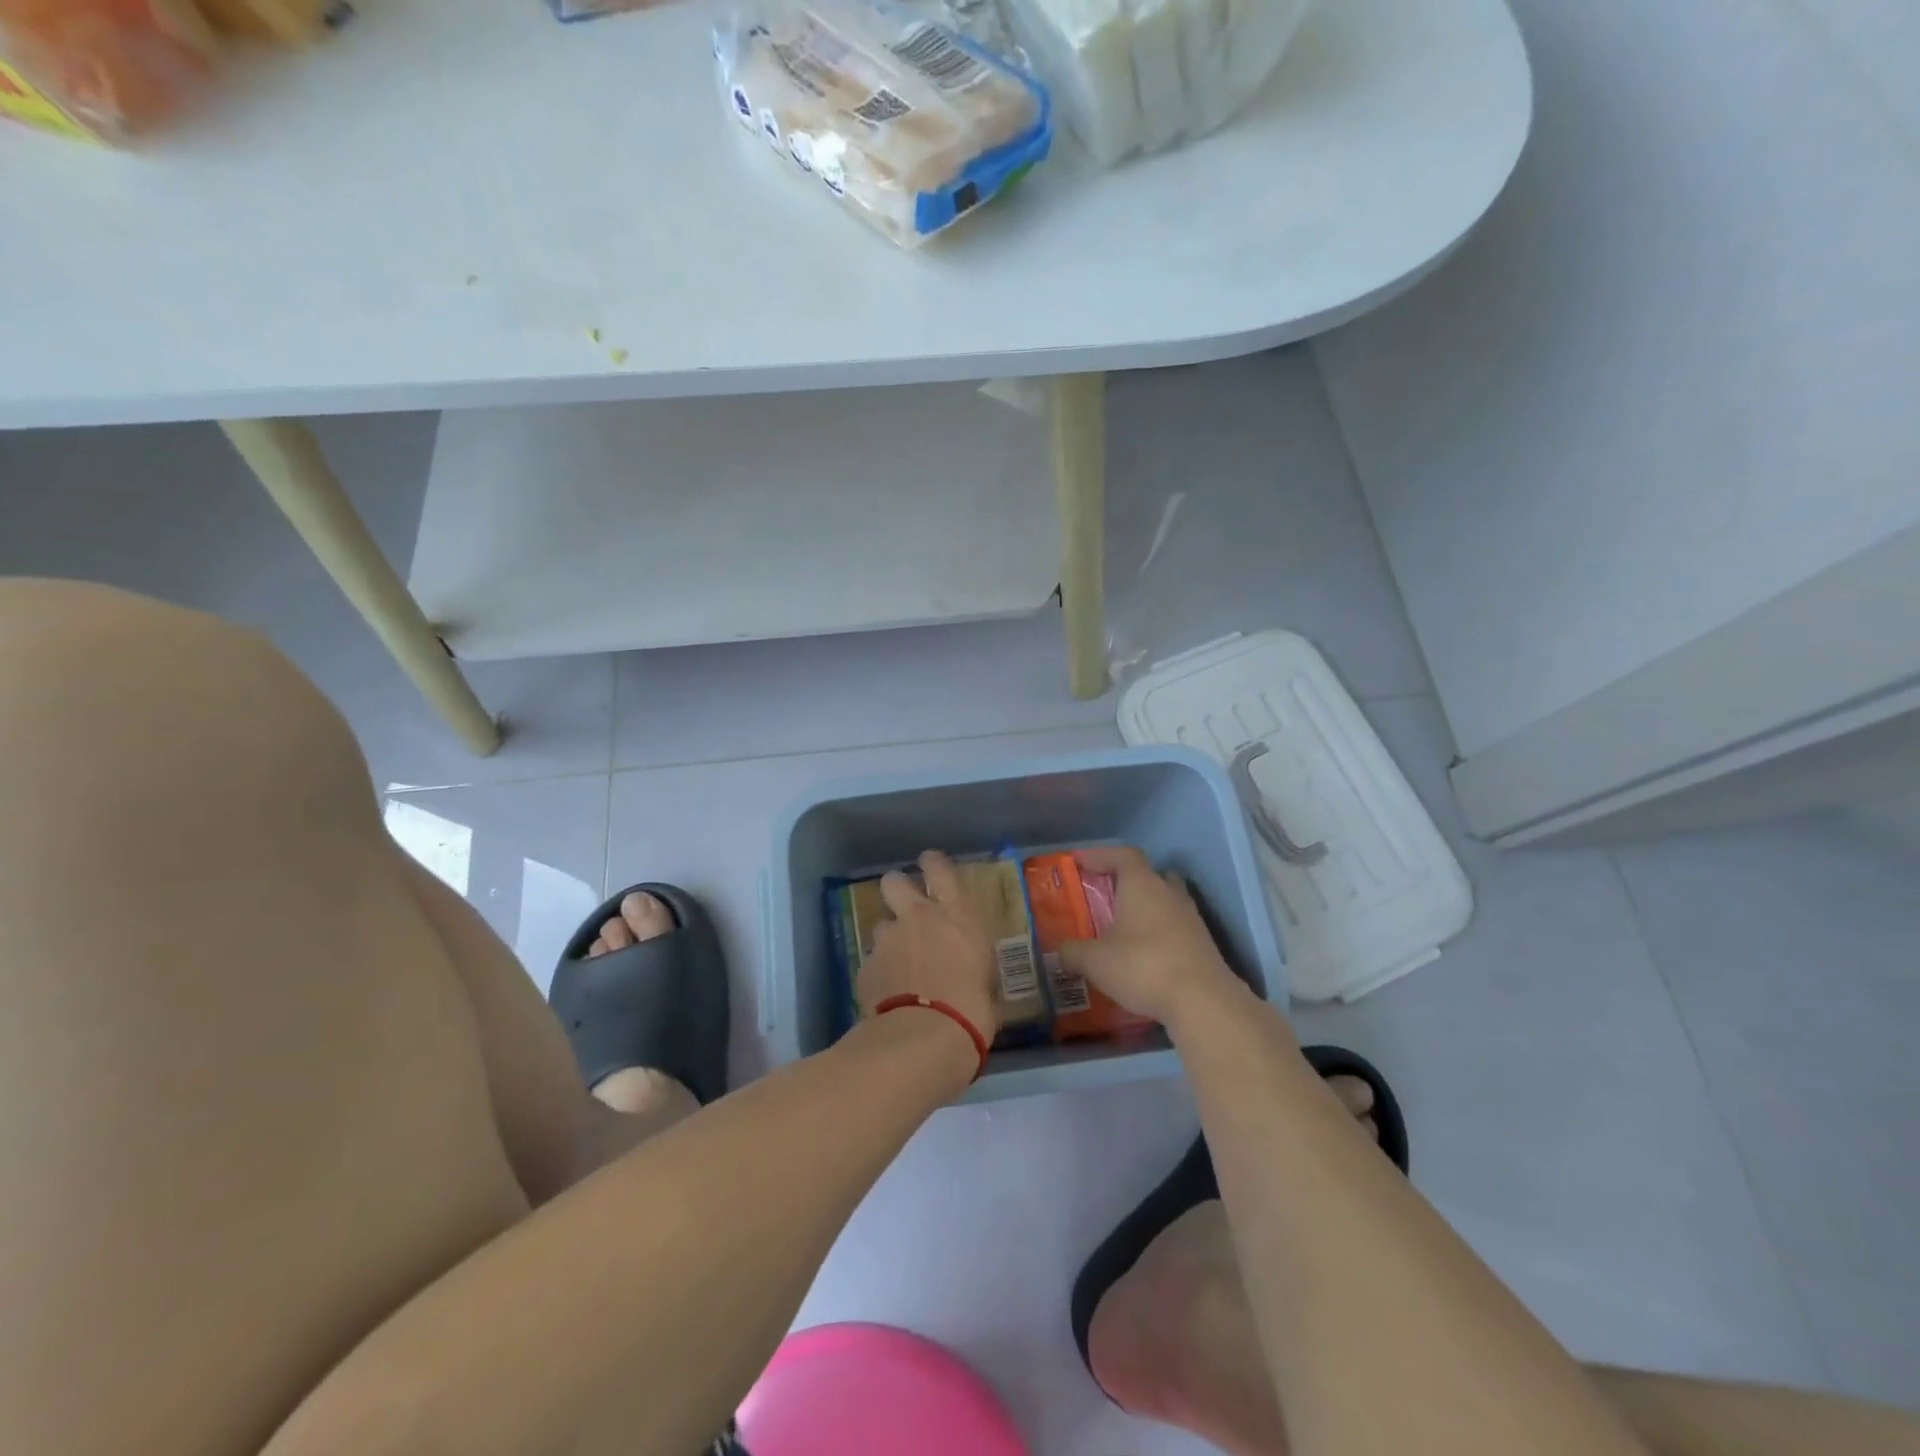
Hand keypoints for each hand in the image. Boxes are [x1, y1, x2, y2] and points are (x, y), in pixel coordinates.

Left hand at [856, 851, 1002, 1049]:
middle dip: (897, 889)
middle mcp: (918, 918)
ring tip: (898, 965)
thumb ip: (971, 964)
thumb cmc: (973, 1010)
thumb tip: (969, 972)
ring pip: (881, 925)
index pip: (940, 869)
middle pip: (894, 881)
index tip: (929, 864)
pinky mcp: (866, 966)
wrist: (925, 1037)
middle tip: (905, 907)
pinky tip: (886, 995)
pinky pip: (871, 961)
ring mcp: (887, 940)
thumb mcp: (987, 981)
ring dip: (889, 939)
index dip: (932, 862)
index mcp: (956, 915)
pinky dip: (878, 973)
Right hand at [1057, 846, 1245, 1026]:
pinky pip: (1177, 926)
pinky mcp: (1203, 943)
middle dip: (1129, 881)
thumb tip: (1059, 952)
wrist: (1202, 1000)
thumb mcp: (1096, 962)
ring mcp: (1191, 917)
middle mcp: (1169, 893)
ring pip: (1167, 900)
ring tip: (1126, 927)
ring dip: (1148, 907)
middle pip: (1151, 874)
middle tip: (1109, 894)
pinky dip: (1161, 932)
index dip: (1101, 855)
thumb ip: (1073, 952)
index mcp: (1141, 885)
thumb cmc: (1143, 966)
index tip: (1081, 862)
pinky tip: (1147, 954)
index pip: (1123, 855)